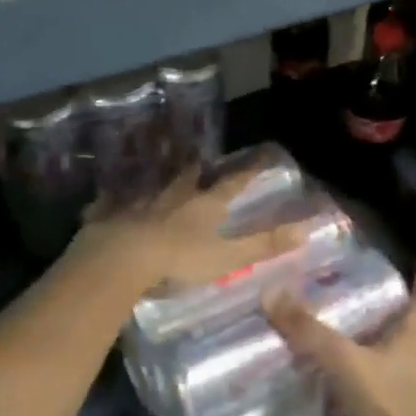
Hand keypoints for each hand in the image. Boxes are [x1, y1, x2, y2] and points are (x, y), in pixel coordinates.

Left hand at [63, 164, 303, 296]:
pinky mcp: (110, 209)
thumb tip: (306, 228)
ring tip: (161, 169)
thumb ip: (263, 244)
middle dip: (198, 167)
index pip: (234, 183)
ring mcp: (140, 198)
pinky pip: (114, 199)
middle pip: (190, 174)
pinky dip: (115, 196)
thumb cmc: (178, 259)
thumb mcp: (227, 257)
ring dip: (159, 174)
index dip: (250, 170)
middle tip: (201, 161)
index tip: (264, 155)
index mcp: (204, 204)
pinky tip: (109, 195)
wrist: (119, 257)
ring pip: (153, 180)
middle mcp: (174, 193)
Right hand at [263, 258, 415, 415]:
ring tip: (378, 356)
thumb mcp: (344, 362)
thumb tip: (271, 293)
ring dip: (403, 360)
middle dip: (411, 326)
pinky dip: (389, 394)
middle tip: (393, 315)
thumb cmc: (388, 404)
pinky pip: (404, 399)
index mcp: (413, 341)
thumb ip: (309, 332)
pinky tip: (369, 400)